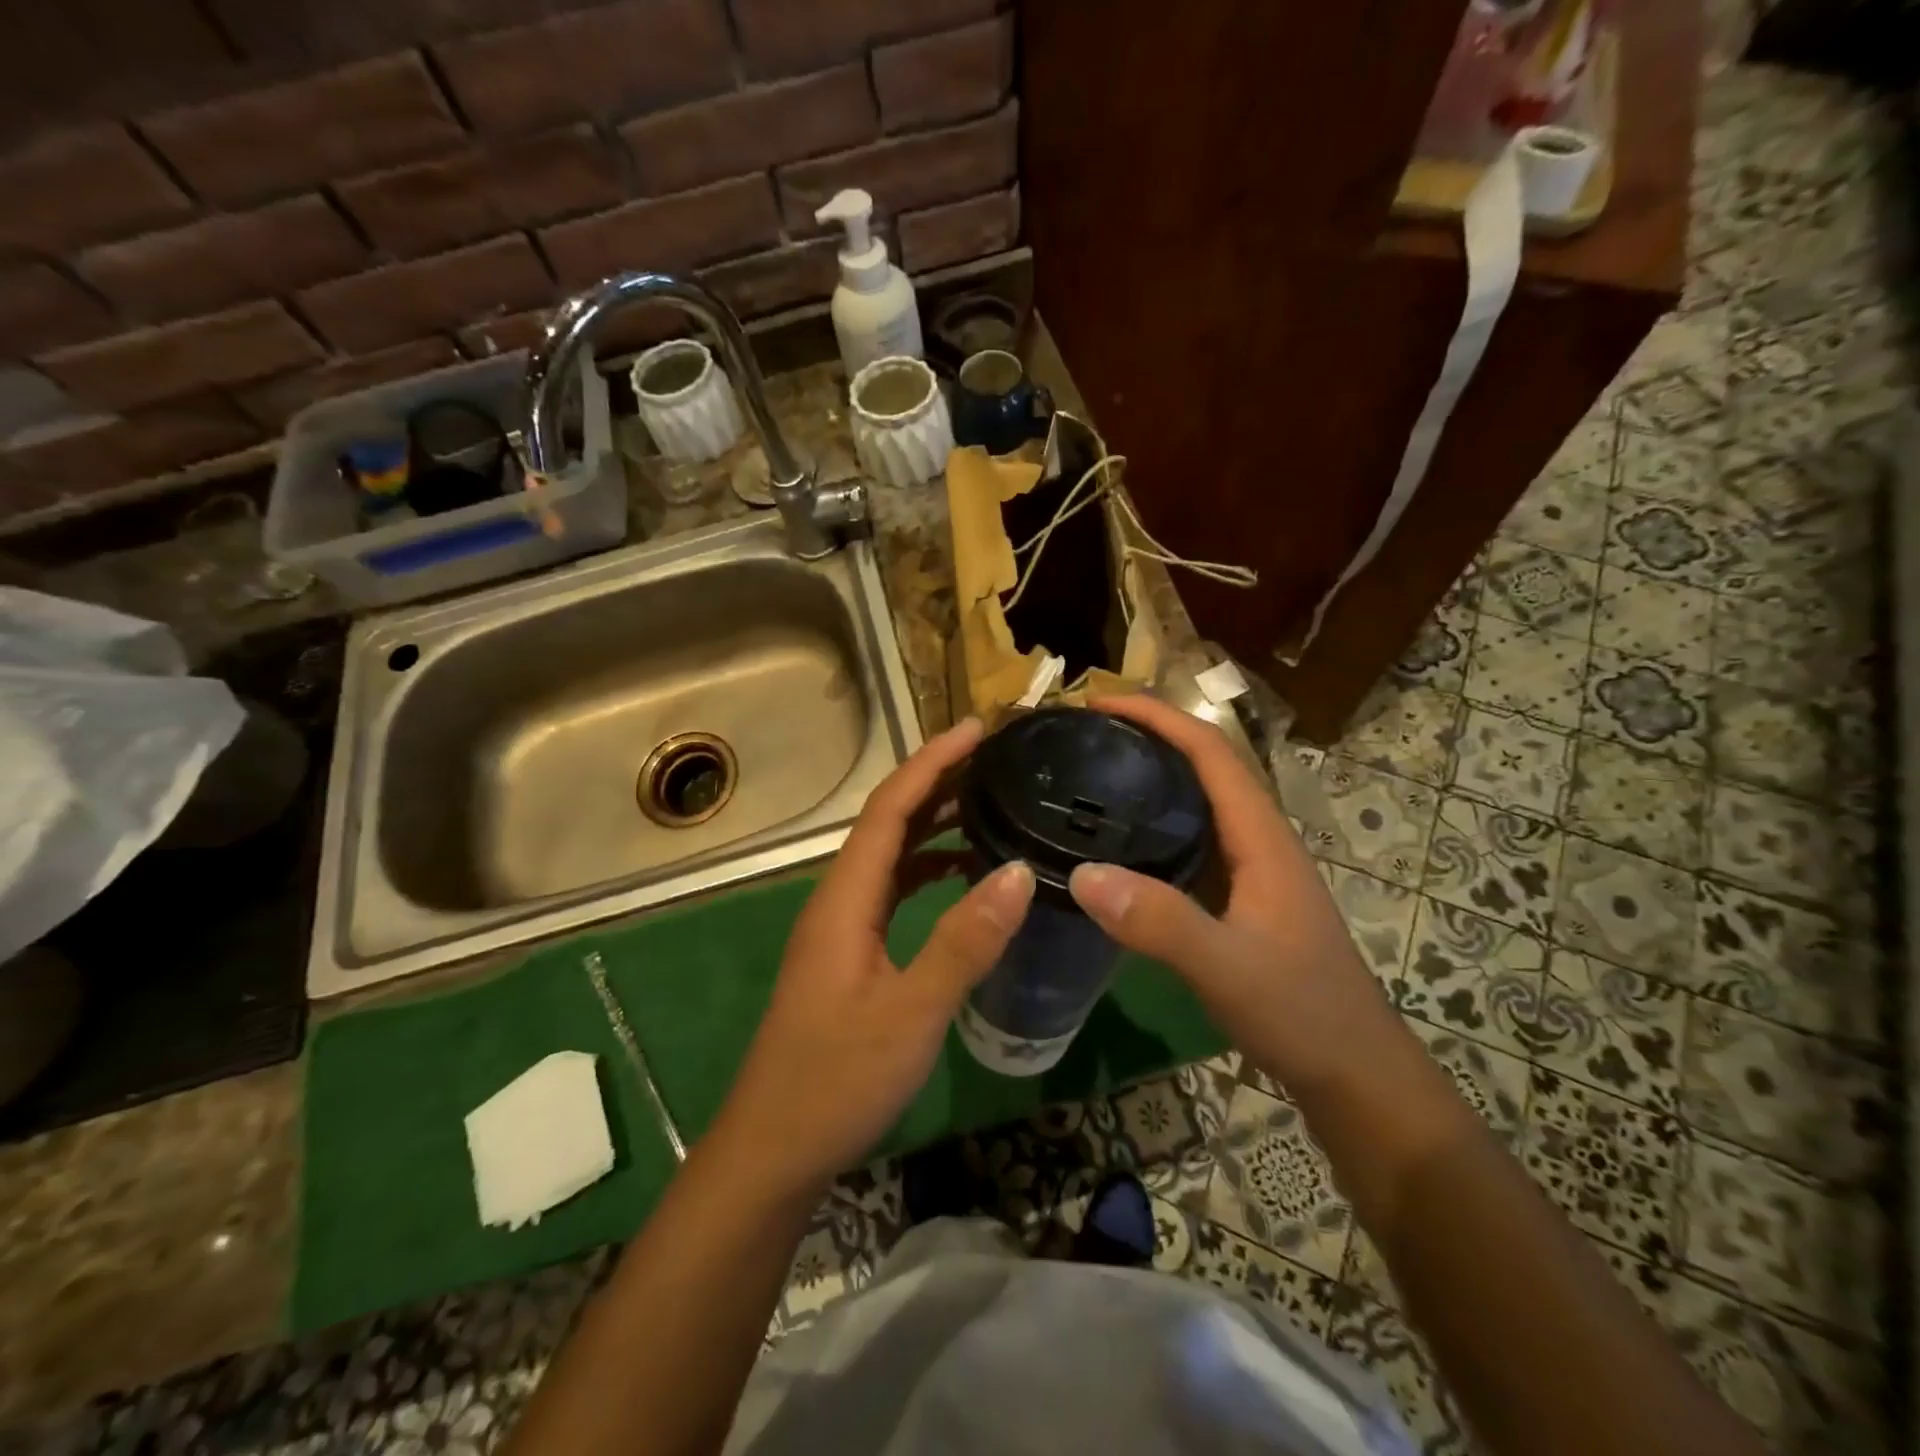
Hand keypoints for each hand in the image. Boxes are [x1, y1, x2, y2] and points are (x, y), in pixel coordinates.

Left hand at [710, 718, 1034, 1199]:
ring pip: (891, 855)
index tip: (978, 729)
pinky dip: (929, 869)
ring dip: (934, 823)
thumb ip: (964, 942)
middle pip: (888, 821)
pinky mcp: (851, 954)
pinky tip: (964, 877)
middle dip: (938, 781)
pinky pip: (893, 890)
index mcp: (845, 898)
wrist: (774, 1148)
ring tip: (989, 802)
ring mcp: (842, 927)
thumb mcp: (911, 1013)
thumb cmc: (836, 1080)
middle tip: (996, 758)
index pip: (890, 808)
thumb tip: (1020, 871)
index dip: (933, 762)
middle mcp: (839, 899)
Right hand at [1066, 695, 1402, 1097]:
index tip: (1098, 702)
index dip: (1156, 716)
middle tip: (1080, 735)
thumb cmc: (1301, 1012)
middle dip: (1146, 735)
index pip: (1210, 751)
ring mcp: (1248, 868)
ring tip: (1089, 773)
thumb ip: (1161, 924)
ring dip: (1148, 775)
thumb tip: (1082, 873)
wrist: (1353, 1071)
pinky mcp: (1237, 895)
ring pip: (1195, 801)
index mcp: (1261, 835)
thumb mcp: (1228, 969)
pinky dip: (1151, 822)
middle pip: (1201, 764)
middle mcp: (1256, 838)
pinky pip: (1189, 838)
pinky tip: (1115, 842)